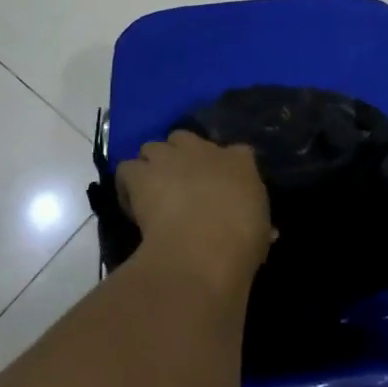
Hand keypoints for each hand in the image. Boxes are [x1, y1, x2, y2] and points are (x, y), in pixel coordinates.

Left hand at [117, 132, 273, 287]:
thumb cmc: (241, 242)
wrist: (204, 248)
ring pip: (152, 147)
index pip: (235, 151)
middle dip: (179, 156)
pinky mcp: (141, 173)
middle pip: (184, 138)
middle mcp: (203, 149)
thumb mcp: (260, 230)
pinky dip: (127, 184)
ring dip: (152, 166)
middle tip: (179, 184)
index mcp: (240, 160)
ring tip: (152, 192)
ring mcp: (169, 157)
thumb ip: (253, 218)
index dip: (223, 166)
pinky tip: (133, 204)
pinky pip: (127, 169)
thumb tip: (259, 228)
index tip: (219, 187)